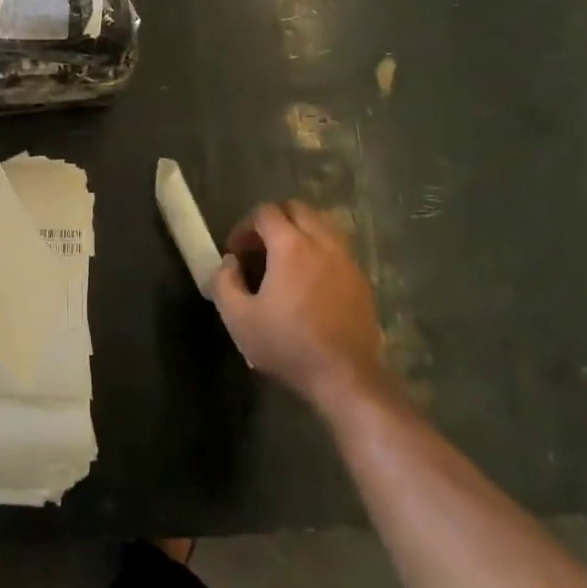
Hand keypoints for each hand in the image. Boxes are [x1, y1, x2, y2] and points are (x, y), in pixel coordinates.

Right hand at [213, 201, 386, 412]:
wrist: (346, 378)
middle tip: (259, 250)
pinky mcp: (362, 279)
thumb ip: (224, 282)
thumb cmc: (288, 345)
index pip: (265, 212)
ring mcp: (347, 259)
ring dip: (300, 231)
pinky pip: (338, 247)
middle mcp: (322, 241)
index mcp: (291, 244)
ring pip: (322, 223)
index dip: (245, 227)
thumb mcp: (238, 318)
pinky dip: (320, 250)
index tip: (236, 253)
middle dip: (273, 221)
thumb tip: (229, 262)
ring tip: (286, 259)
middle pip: (297, 208)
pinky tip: (311, 280)